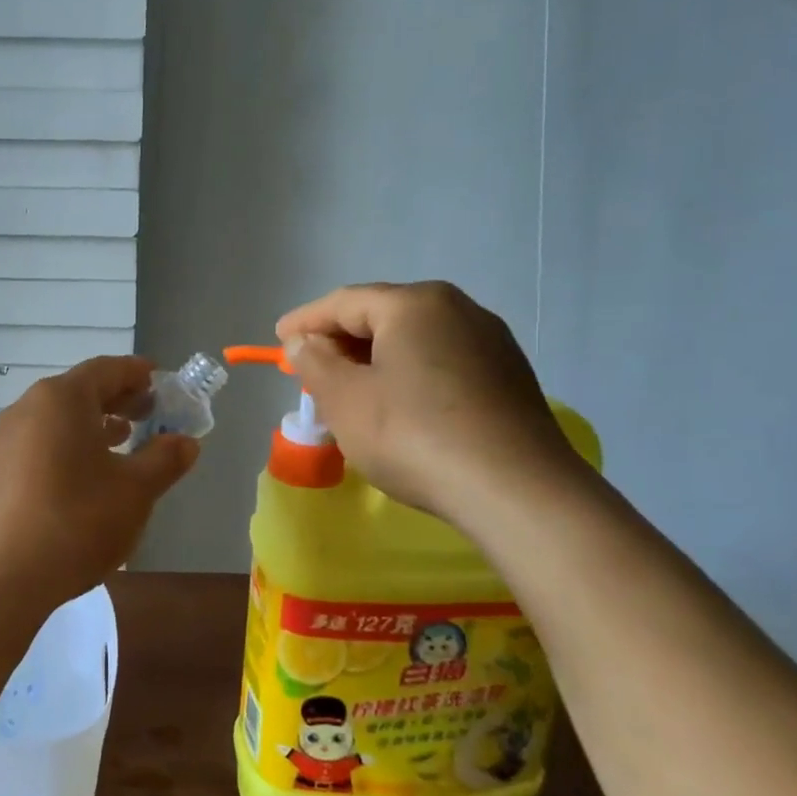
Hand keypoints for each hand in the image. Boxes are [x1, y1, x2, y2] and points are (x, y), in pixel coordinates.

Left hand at [0, 357, 199, 610]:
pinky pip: (41, 442)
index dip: (137, 373)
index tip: (161, 381)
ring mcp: (6, 439)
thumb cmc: (77, 520)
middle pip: (80, 391)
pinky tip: (87, 475)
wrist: (4, 575)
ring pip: (58, 418)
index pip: (106, 369)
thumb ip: (164, 459)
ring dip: (94, 424)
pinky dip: (69, 445)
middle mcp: (28, 407)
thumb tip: (185, 442)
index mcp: (62, 398)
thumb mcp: (135, 490)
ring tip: (124, 441)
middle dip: (118, 399)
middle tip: (150, 413)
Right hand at [275, 282, 586, 527]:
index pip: (344, 302)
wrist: (518, 493)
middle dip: (341, 342)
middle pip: (382, 315)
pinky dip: (408, 375)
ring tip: (350, 392)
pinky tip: (398, 407)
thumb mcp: (345, 400)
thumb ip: (315, 363)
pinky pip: (442, 362)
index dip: (305, 321)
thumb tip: (304, 342)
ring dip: (375, 360)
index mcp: (414, 304)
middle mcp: (457, 309)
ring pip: (414, 340)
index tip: (278, 340)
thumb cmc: (414, 436)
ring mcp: (490, 342)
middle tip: (310, 370)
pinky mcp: (508, 376)